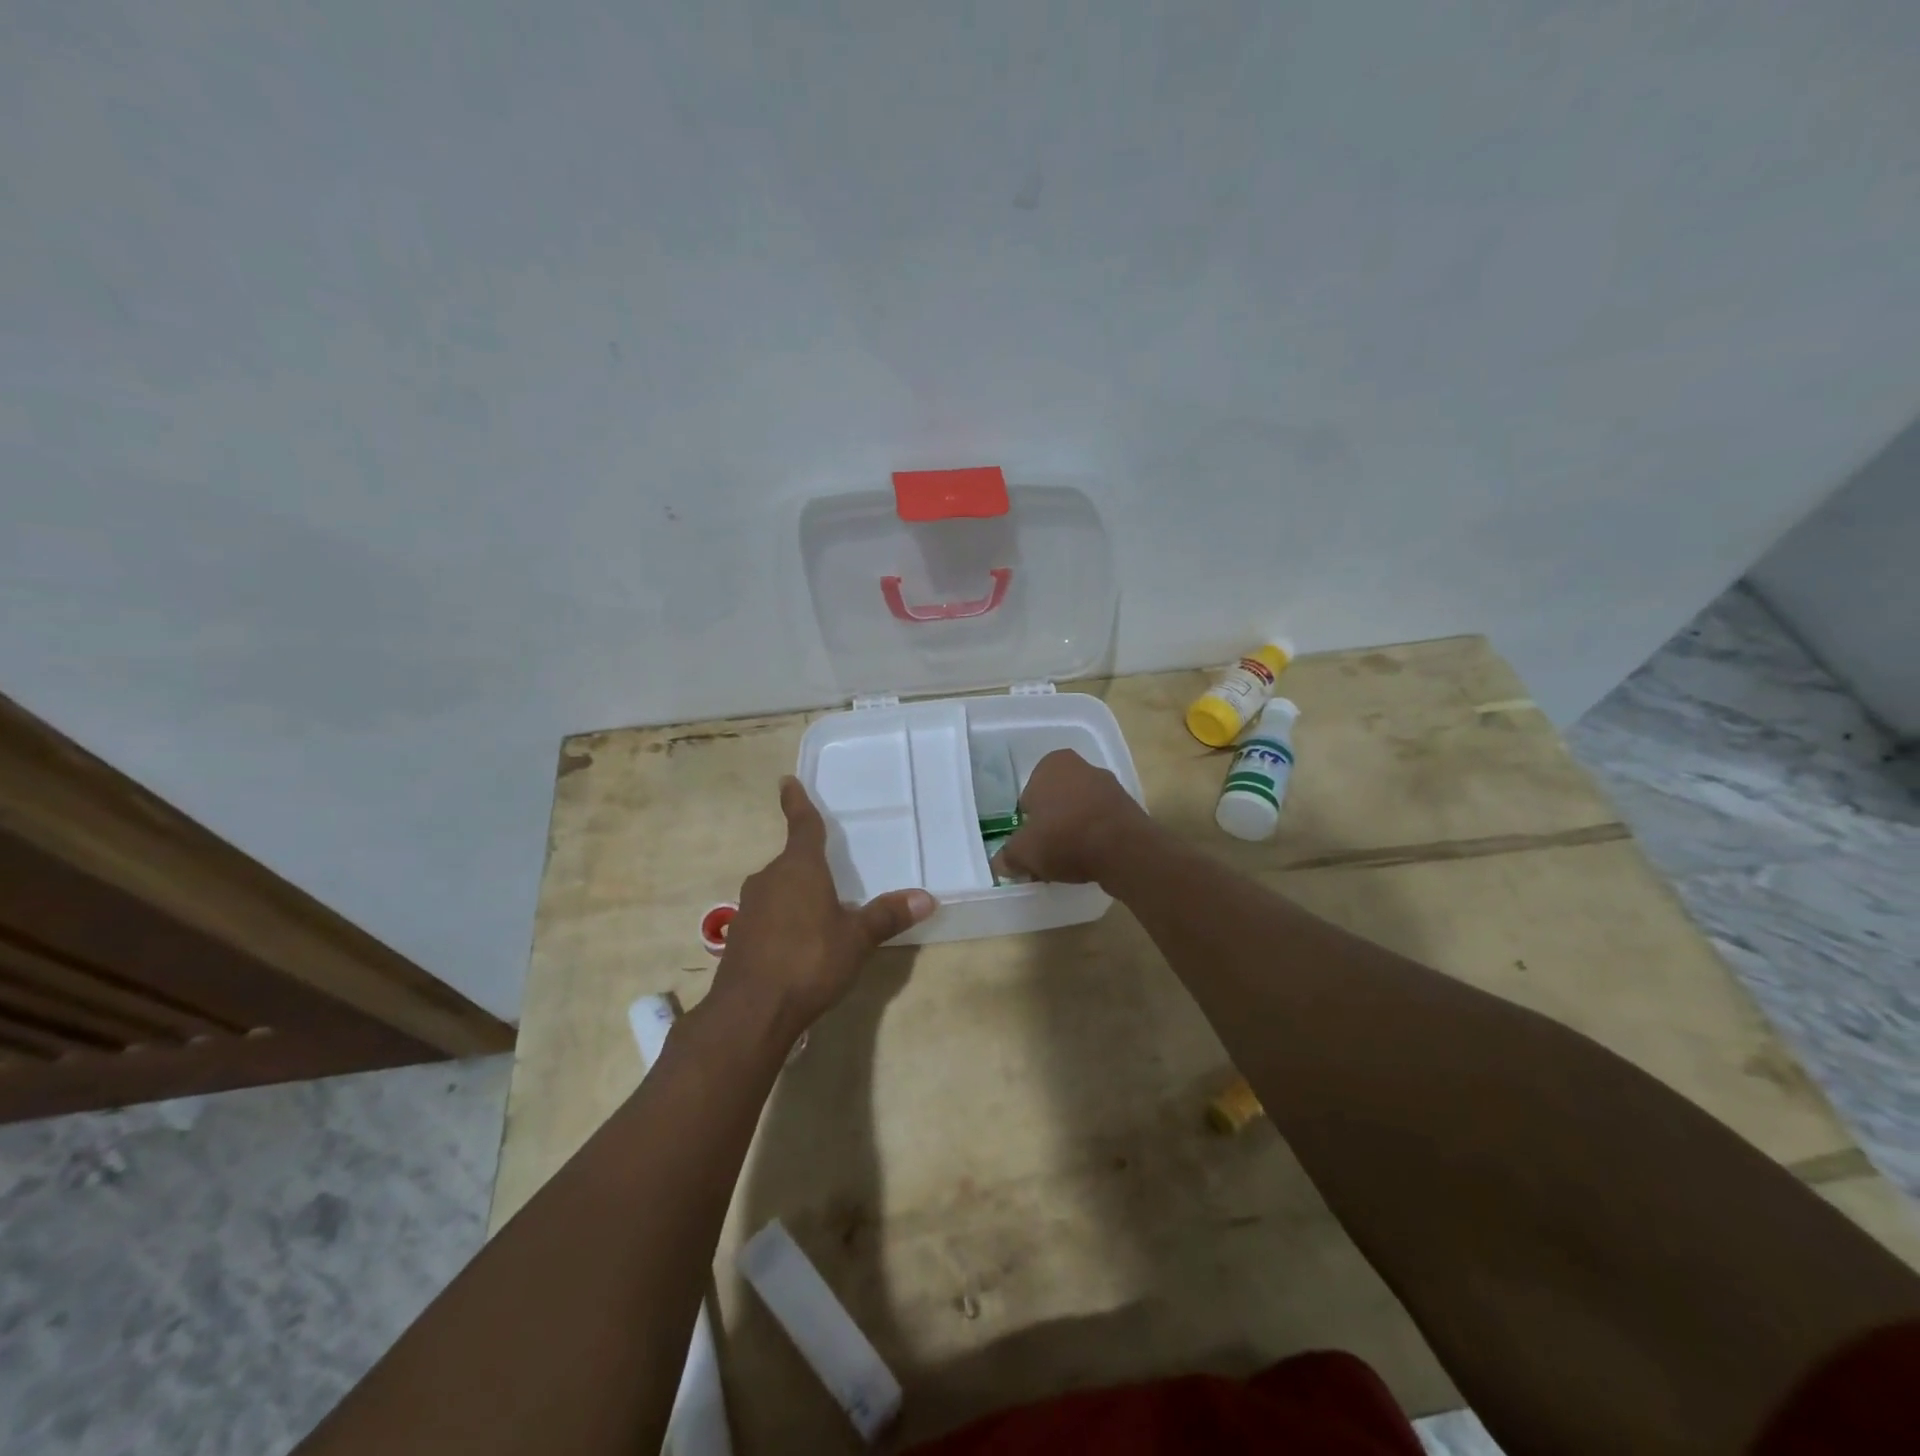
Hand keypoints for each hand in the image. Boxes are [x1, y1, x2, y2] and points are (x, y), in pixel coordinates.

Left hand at [711, 777, 936, 1035]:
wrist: (751, 1012)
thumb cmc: (809, 961)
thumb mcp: (856, 939)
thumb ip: (887, 916)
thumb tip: (926, 897)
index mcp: (799, 868)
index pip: (801, 825)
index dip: (796, 802)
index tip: (786, 781)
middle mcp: (770, 879)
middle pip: (791, 860)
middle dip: (809, 862)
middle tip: (831, 868)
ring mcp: (750, 908)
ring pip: (778, 888)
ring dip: (797, 893)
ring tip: (822, 911)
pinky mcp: (740, 936)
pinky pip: (769, 914)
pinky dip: (784, 918)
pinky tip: (800, 942)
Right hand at [992, 749, 1151, 884]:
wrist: (1124, 850)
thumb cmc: (1065, 838)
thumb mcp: (1024, 852)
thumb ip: (1008, 856)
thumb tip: (999, 864)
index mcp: (1052, 764)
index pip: (1029, 794)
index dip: (1028, 821)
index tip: (1031, 842)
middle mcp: (1082, 766)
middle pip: (1056, 801)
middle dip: (1051, 824)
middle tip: (1047, 853)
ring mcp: (1109, 785)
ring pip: (1079, 811)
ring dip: (1073, 831)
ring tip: (1069, 861)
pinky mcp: (1129, 807)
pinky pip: (1101, 823)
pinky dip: (1094, 837)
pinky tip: (1092, 858)